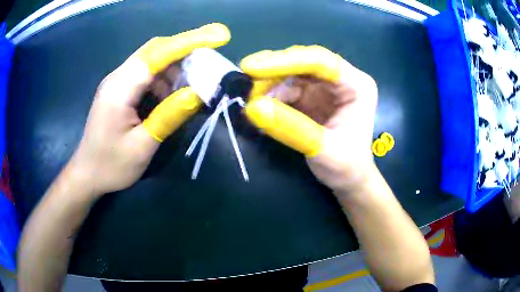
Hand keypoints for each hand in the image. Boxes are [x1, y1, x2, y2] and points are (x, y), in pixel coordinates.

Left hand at [68, 23, 230, 196]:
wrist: (87, 174)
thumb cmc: (111, 166)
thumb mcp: (142, 146)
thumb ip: (168, 116)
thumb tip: (197, 93)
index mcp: (120, 89)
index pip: (158, 54)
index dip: (189, 43)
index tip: (217, 36)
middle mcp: (117, 77)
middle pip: (154, 50)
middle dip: (184, 50)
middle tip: (209, 60)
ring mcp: (117, 82)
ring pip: (151, 61)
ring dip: (175, 67)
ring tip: (193, 84)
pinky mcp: (118, 90)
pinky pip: (145, 74)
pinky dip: (163, 78)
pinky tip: (172, 94)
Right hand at [240, 45, 377, 192]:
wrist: (348, 180)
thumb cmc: (346, 166)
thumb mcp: (322, 149)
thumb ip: (291, 128)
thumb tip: (252, 108)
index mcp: (356, 85)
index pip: (320, 62)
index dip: (285, 61)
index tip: (251, 68)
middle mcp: (341, 79)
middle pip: (303, 63)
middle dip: (272, 73)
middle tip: (244, 86)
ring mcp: (325, 87)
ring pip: (291, 74)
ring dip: (268, 86)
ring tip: (250, 104)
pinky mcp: (312, 96)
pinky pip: (287, 89)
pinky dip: (271, 97)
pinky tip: (260, 109)